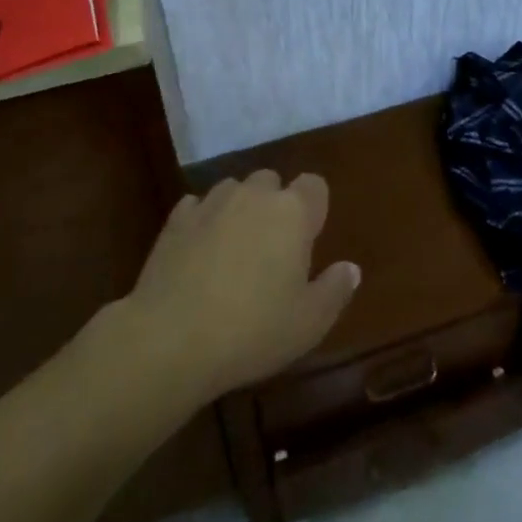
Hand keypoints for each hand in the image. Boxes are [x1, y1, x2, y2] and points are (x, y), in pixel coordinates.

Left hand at [121, 171, 359, 406]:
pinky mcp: (176, 219)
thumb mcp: (308, 323)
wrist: (170, 338)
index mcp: (293, 212)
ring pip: (233, 189)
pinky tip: (199, 253)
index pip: (314, 185)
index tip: (308, 239)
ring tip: (233, 250)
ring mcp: (212, 202)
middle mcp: (254, 195)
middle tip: (271, 250)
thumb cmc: (252, 331)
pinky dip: (203, 221)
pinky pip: (198, 207)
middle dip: (274, 205)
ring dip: (238, 209)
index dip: (314, 207)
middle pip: (271, 182)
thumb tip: (350, 268)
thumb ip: (335, 290)